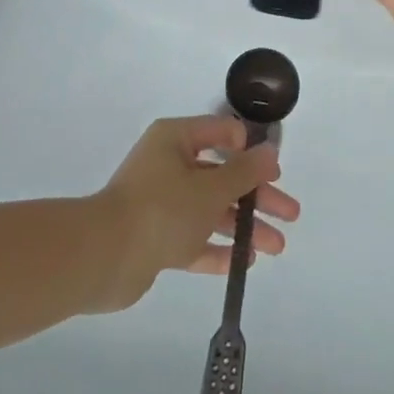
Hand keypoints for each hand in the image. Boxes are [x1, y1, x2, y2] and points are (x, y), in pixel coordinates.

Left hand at [91, 115, 298, 312]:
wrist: (102, 257)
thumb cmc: (161, 209)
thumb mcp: (211, 188)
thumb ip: (245, 171)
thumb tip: (270, 151)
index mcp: (176, 140)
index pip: (221, 133)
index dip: (250, 149)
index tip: (274, 171)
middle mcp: (168, 166)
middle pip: (222, 176)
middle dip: (258, 195)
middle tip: (290, 214)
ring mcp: (161, 204)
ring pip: (212, 209)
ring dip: (244, 225)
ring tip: (277, 246)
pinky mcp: (156, 239)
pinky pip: (195, 239)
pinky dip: (219, 248)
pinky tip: (246, 260)